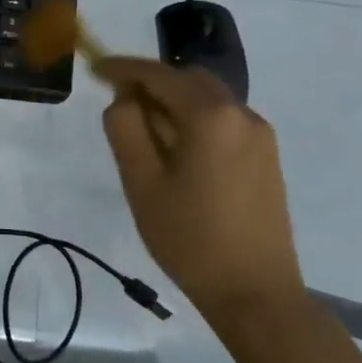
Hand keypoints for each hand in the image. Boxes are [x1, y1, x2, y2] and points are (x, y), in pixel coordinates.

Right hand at [97, 56, 304, 326]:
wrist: (256, 294)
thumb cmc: (190, 238)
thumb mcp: (141, 182)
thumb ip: (125, 128)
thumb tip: (125, 97)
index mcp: (210, 115)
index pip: (158, 74)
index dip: (122, 68)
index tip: (94, 67)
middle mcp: (241, 113)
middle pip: (187, 79)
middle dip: (151, 84)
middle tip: (120, 106)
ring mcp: (260, 134)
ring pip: (208, 99)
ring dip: (174, 103)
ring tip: (147, 137)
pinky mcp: (267, 156)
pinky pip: (223, 120)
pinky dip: (196, 121)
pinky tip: (180, 154)